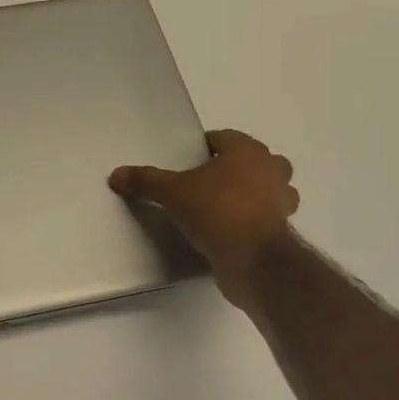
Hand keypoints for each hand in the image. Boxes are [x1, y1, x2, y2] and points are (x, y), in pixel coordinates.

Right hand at [110, 129, 298, 308]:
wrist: (253, 261)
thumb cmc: (217, 211)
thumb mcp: (173, 193)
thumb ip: (146, 181)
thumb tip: (116, 175)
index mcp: (248, 152)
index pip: (225, 138)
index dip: (205, 146)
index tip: (188, 160)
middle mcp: (272, 170)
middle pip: (253, 161)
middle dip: (234, 168)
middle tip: (205, 182)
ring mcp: (282, 201)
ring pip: (268, 189)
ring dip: (251, 194)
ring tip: (219, 207)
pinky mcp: (282, 231)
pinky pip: (265, 217)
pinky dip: (252, 221)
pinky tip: (229, 231)